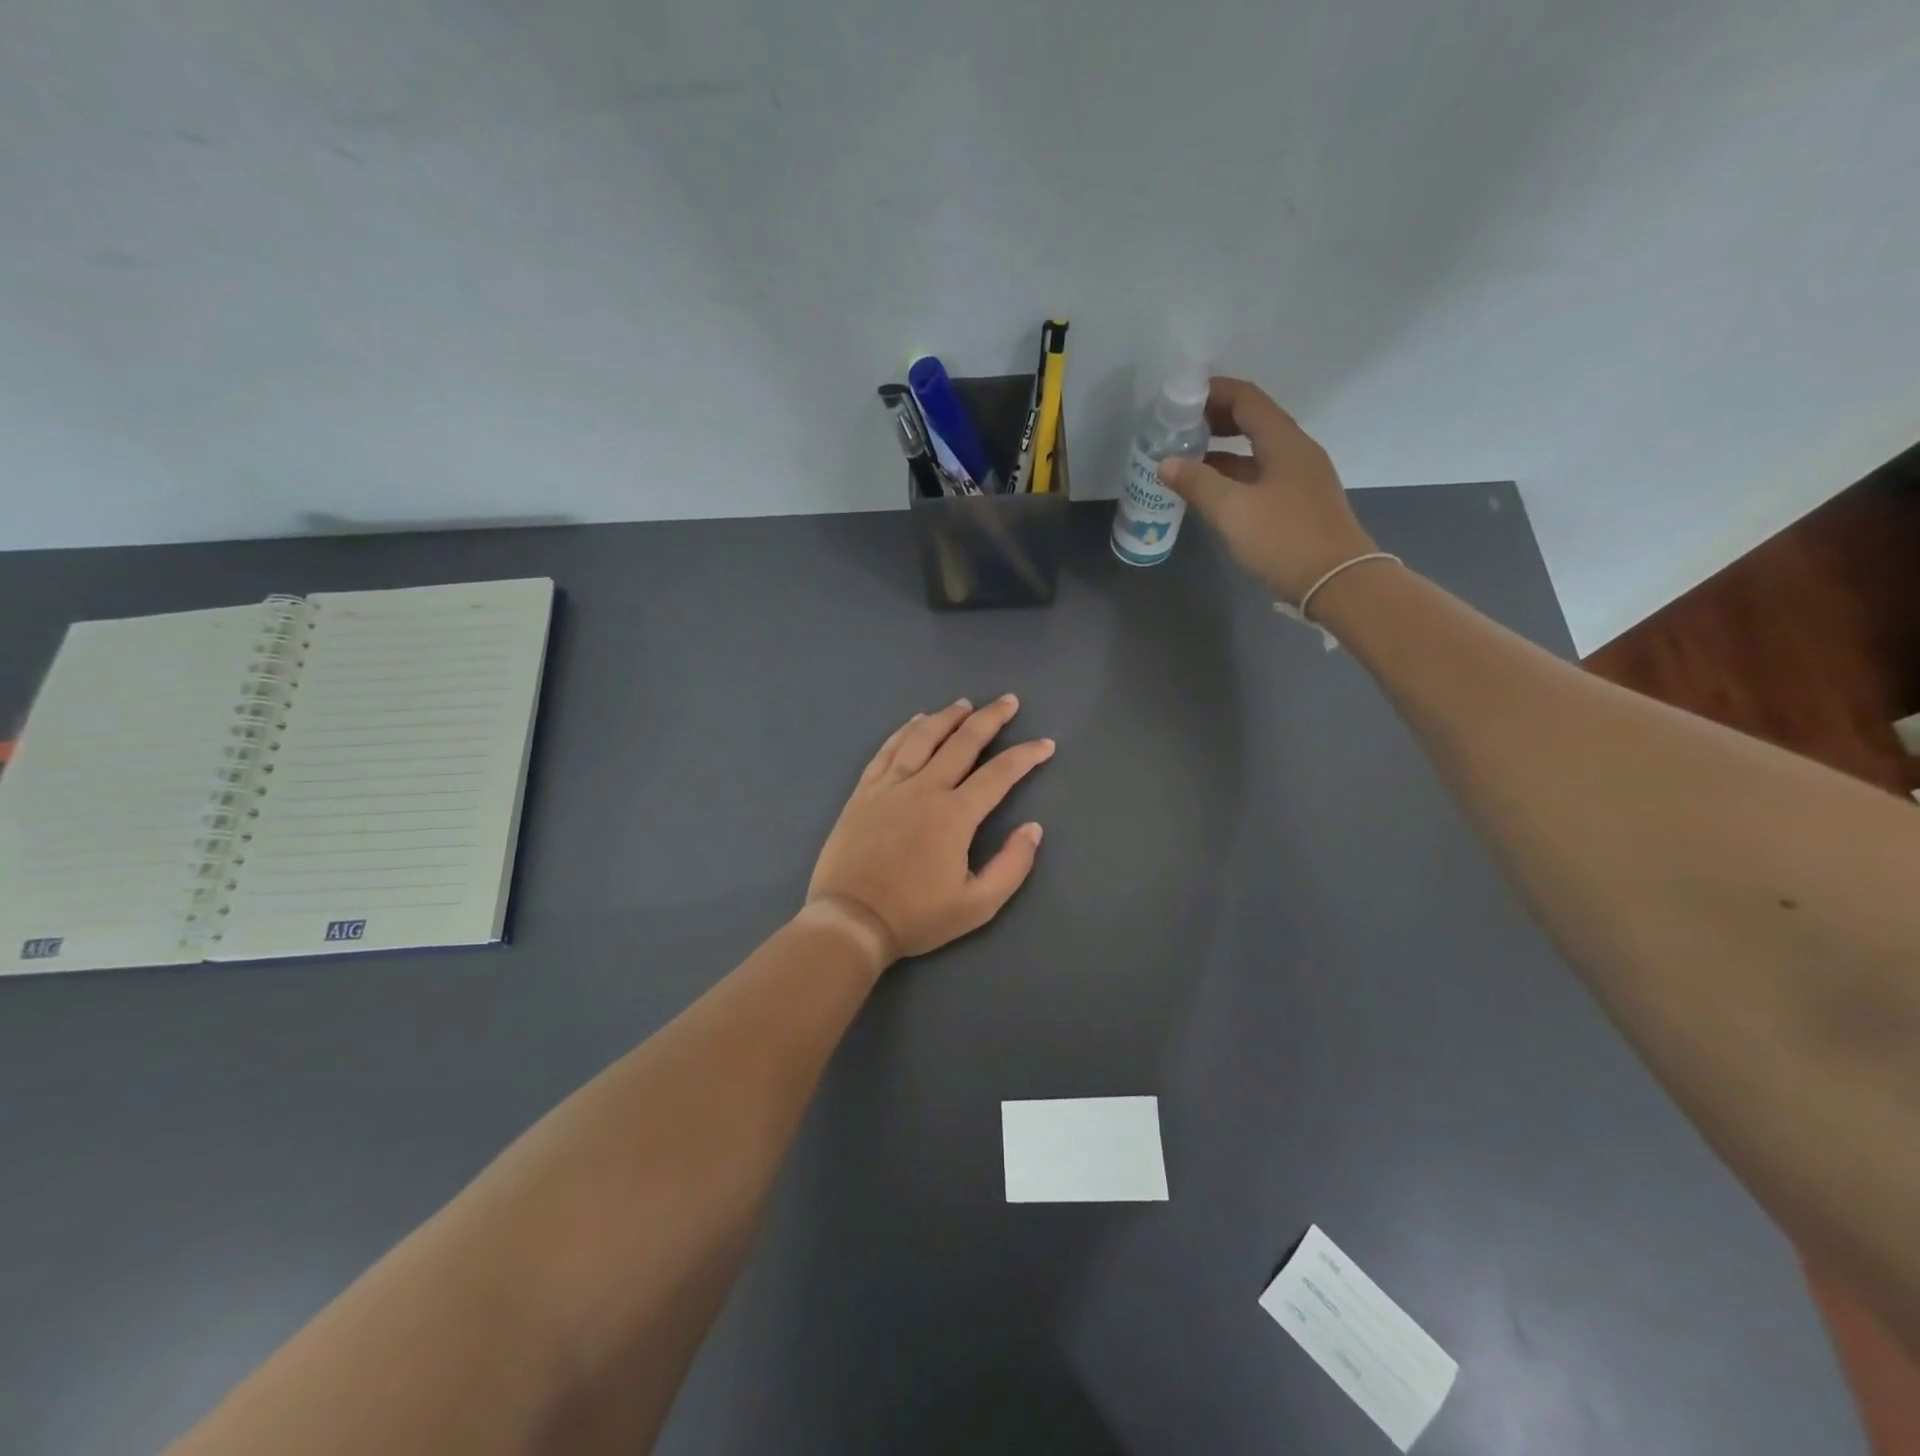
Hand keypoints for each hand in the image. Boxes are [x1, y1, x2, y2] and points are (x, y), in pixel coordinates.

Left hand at [807, 696, 1052, 966]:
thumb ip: (1012, 865)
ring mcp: (890, 786)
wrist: (851, 920)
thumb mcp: (977, 905)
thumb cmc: (916, 916)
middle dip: (990, 718)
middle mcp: (924, 788)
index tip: (1045, 744)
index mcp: (955, 814)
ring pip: (922, 737)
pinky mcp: (864, 791)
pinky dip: (905, 730)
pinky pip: (888, 749)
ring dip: (947, 717)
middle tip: (1008, 701)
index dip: (1026, 755)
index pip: (999, 773)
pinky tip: (916, 721)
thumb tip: (1033, 828)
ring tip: (964, 704)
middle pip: (962, 742)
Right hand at [1156, 377, 1378, 603]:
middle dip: (1215, 420)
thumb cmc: (1284, 539)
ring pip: (1256, 450)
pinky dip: (1234, 474)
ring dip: (1222, 450)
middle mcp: (1296, 451)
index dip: (1213, 393)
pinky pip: (1261, 475)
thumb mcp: (1233, 510)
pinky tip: (1211, 491)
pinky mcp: (1298, 502)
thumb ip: (1197, 483)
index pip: (1247, 399)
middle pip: (1254, 421)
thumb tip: (1166, 463)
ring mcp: (1300, 478)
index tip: (1180, 399)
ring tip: (1187, 459)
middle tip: (1179, 429)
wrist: (1335, 581)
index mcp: (1284, 442)